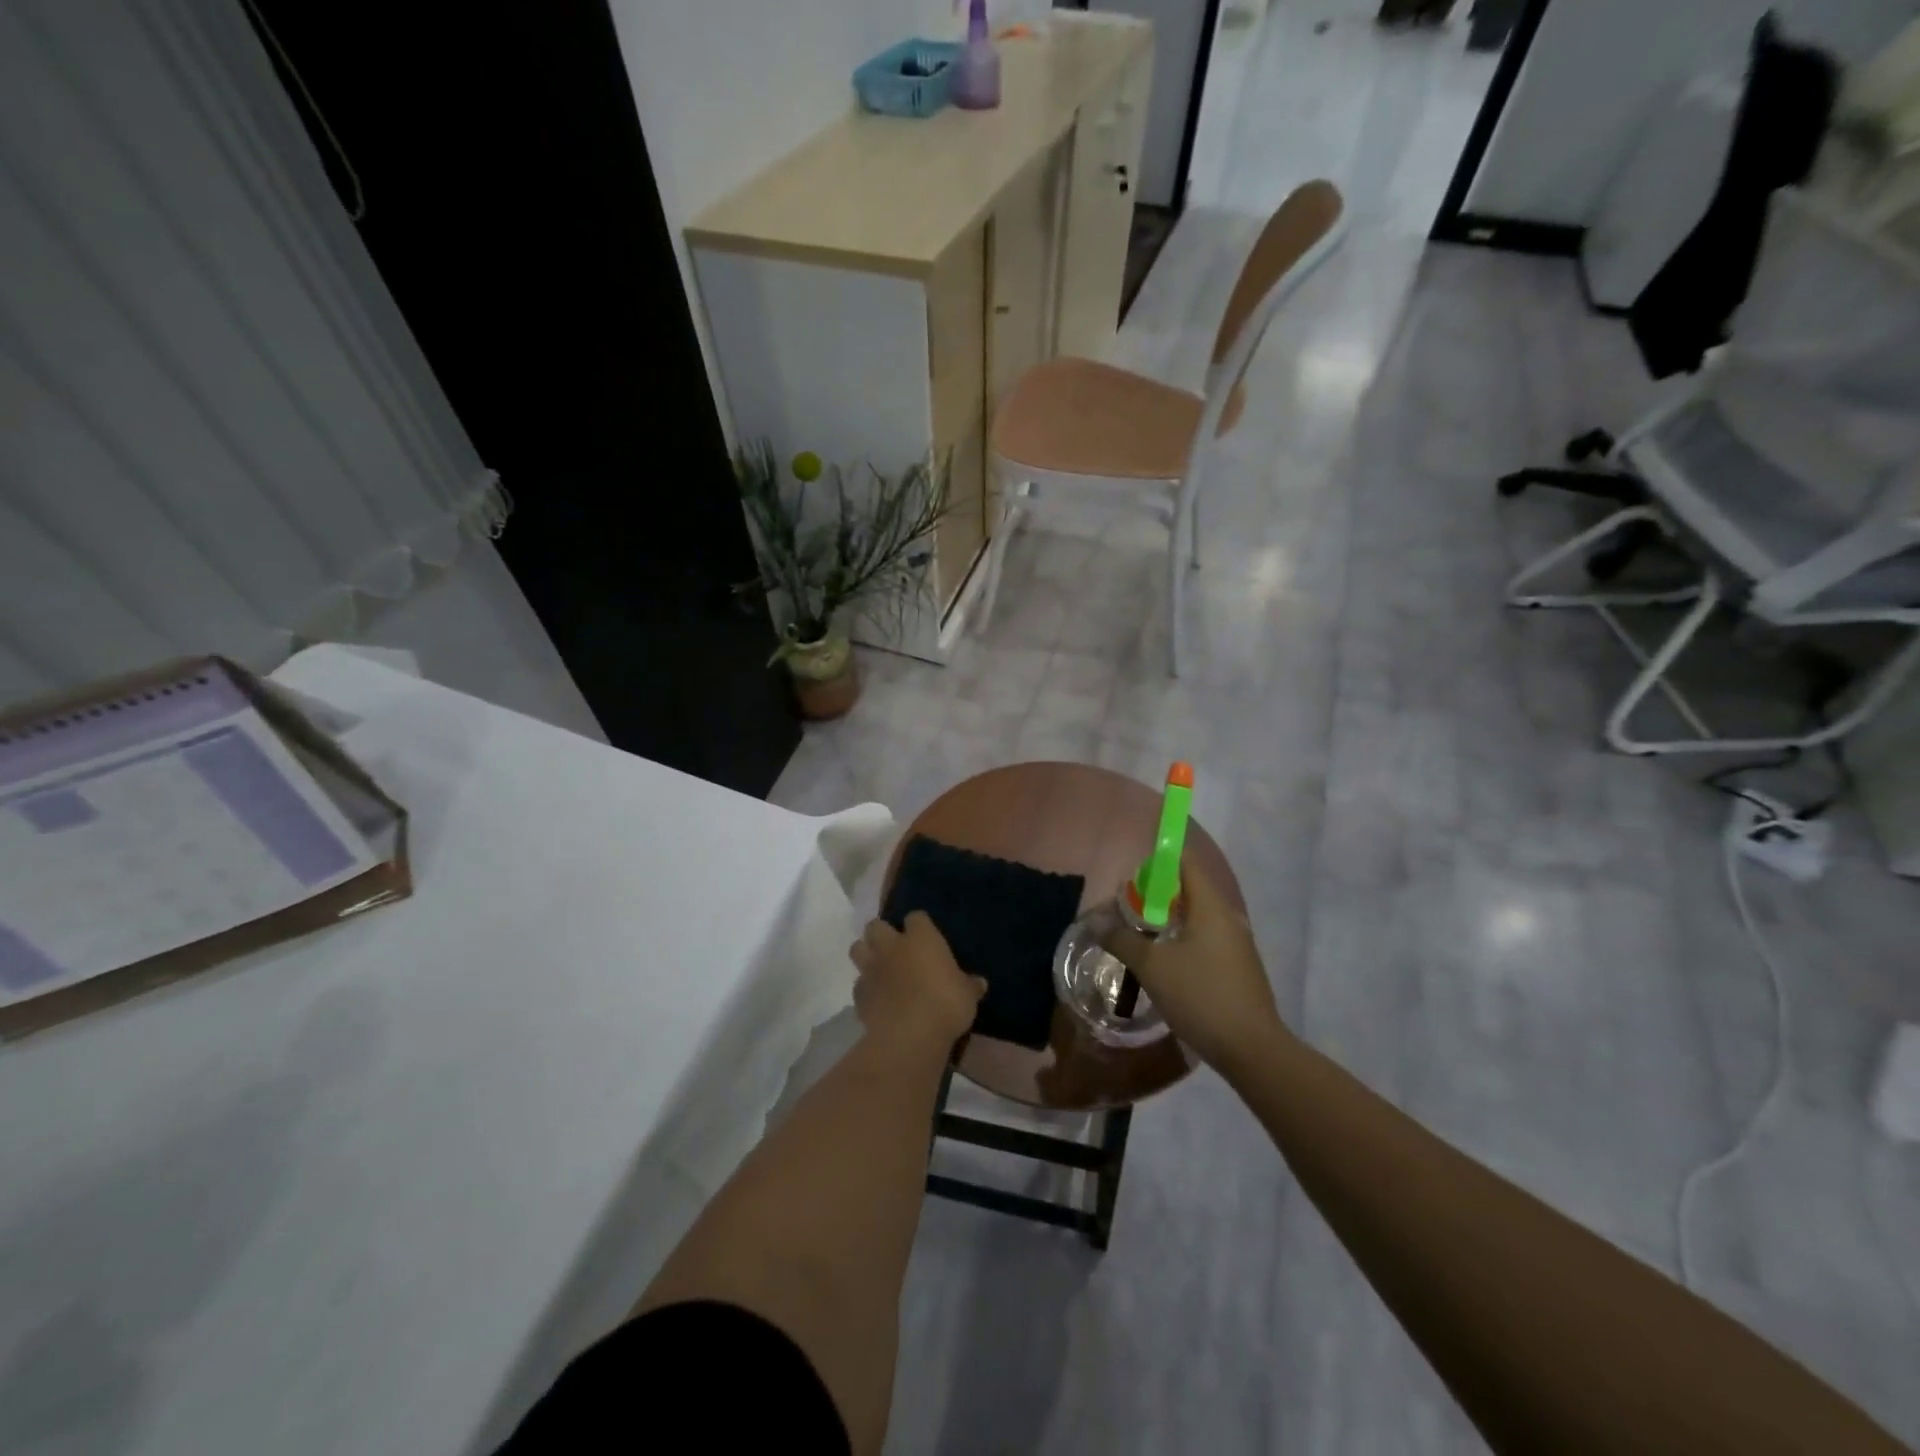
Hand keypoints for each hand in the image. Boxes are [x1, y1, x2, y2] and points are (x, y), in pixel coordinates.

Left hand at [849, 913, 986, 1057]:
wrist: (909, 1036)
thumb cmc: (945, 1005)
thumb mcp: (967, 996)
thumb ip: (970, 986)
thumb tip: (979, 983)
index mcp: (921, 938)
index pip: (916, 917)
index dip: (919, 925)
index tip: (926, 936)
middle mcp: (892, 946)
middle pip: (876, 925)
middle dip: (882, 932)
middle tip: (894, 947)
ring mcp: (872, 969)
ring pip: (857, 948)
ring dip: (866, 953)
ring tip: (879, 966)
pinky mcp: (859, 994)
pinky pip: (858, 983)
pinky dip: (865, 987)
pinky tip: (876, 998)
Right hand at [1116, 863, 1289, 1078]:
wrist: (1251, 1049)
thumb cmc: (1200, 996)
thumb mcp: (1151, 967)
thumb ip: (1122, 940)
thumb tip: (1098, 923)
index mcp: (1210, 907)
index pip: (1186, 864)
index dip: (1159, 861)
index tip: (1132, 874)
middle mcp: (1227, 918)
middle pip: (1190, 890)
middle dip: (1157, 894)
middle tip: (1126, 908)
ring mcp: (1236, 945)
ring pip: (1197, 918)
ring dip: (1168, 921)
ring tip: (1139, 934)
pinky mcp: (1238, 969)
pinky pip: (1205, 940)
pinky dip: (1182, 941)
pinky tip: (1164, 962)